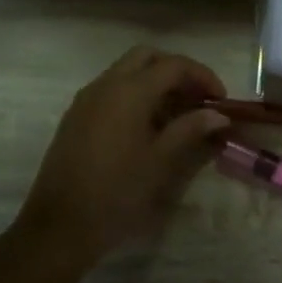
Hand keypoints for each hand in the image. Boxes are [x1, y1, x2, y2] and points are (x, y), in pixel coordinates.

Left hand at [9, 46, 229, 273]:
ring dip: (155, 82)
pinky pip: (111, 90)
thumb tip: (218, 115)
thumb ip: (190, 130)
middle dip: (177, 71)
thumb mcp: (160, 161)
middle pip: (147, 57)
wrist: (60, 225)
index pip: (174, 65)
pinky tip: (148, 126)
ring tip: (179, 114)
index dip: (202, 76)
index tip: (220, 100)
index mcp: (129, 92)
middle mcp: (105, 85)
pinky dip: (135, 94)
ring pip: (126, 71)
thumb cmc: (117, 192)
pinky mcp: (76, 117)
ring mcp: (86, 100)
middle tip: (198, 98)